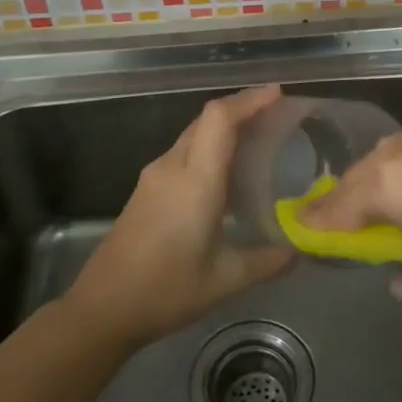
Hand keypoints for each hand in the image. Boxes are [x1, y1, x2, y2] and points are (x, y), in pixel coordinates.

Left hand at [64, 85, 294, 348]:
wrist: (102, 308)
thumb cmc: (165, 291)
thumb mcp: (226, 280)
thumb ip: (268, 261)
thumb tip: (300, 250)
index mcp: (195, 181)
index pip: (220, 120)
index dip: (249, 100)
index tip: (279, 93)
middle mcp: (172, 168)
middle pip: (206, 119)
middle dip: (242, 107)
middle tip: (278, 113)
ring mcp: (154, 177)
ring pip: (193, 134)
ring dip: (224, 127)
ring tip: (259, 136)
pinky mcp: (146, 190)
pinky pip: (183, 152)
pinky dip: (209, 146)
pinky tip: (227, 170)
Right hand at [298, 120, 401, 307]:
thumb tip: (401, 275)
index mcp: (390, 183)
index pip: (337, 206)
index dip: (316, 223)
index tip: (296, 229)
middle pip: (360, 176)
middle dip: (347, 202)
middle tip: (341, 230)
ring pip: (389, 158)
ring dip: (379, 183)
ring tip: (385, 214)